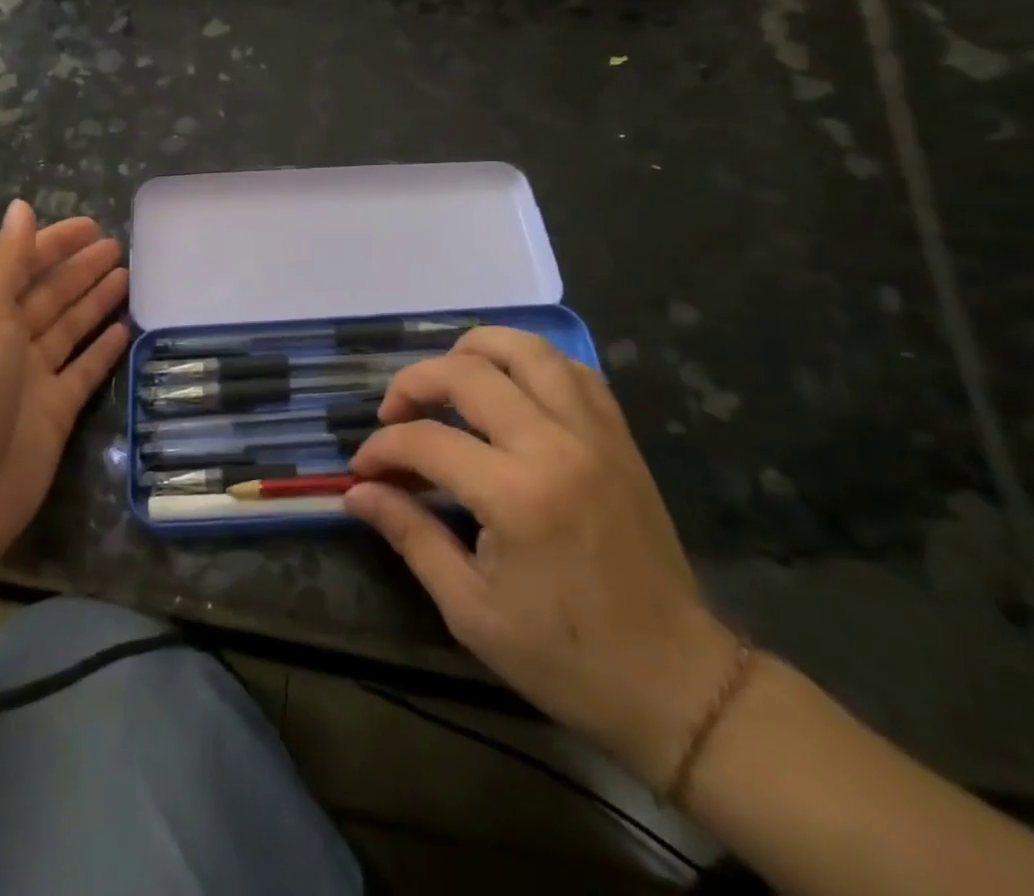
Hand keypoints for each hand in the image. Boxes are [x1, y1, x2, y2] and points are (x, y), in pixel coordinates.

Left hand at [0, 200, 129, 570]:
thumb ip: (4, 260)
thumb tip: (20, 207)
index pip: (19, 265)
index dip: (53, 243)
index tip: (92, 224)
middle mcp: (2, 341)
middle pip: (48, 295)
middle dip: (79, 269)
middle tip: (119, 246)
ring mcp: (30, 379)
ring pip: (69, 329)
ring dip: (95, 302)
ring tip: (128, 276)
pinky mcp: (54, 413)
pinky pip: (84, 371)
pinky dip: (103, 350)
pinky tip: (127, 328)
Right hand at [344, 327, 739, 787]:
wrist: (676, 683)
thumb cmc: (565, 658)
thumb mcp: (471, 608)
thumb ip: (410, 535)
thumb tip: (357, 493)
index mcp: (516, 496)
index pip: (426, 441)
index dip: (382, 448)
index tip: (363, 469)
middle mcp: (555, 446)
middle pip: (469, 373)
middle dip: (415, 382)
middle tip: (393, 413)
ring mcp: (595, 434)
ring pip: (527, 350)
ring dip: (475, 350)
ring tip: (447, 377)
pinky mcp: (620, 438)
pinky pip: (573, 371)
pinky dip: (532, 364)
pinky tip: (510, 386)